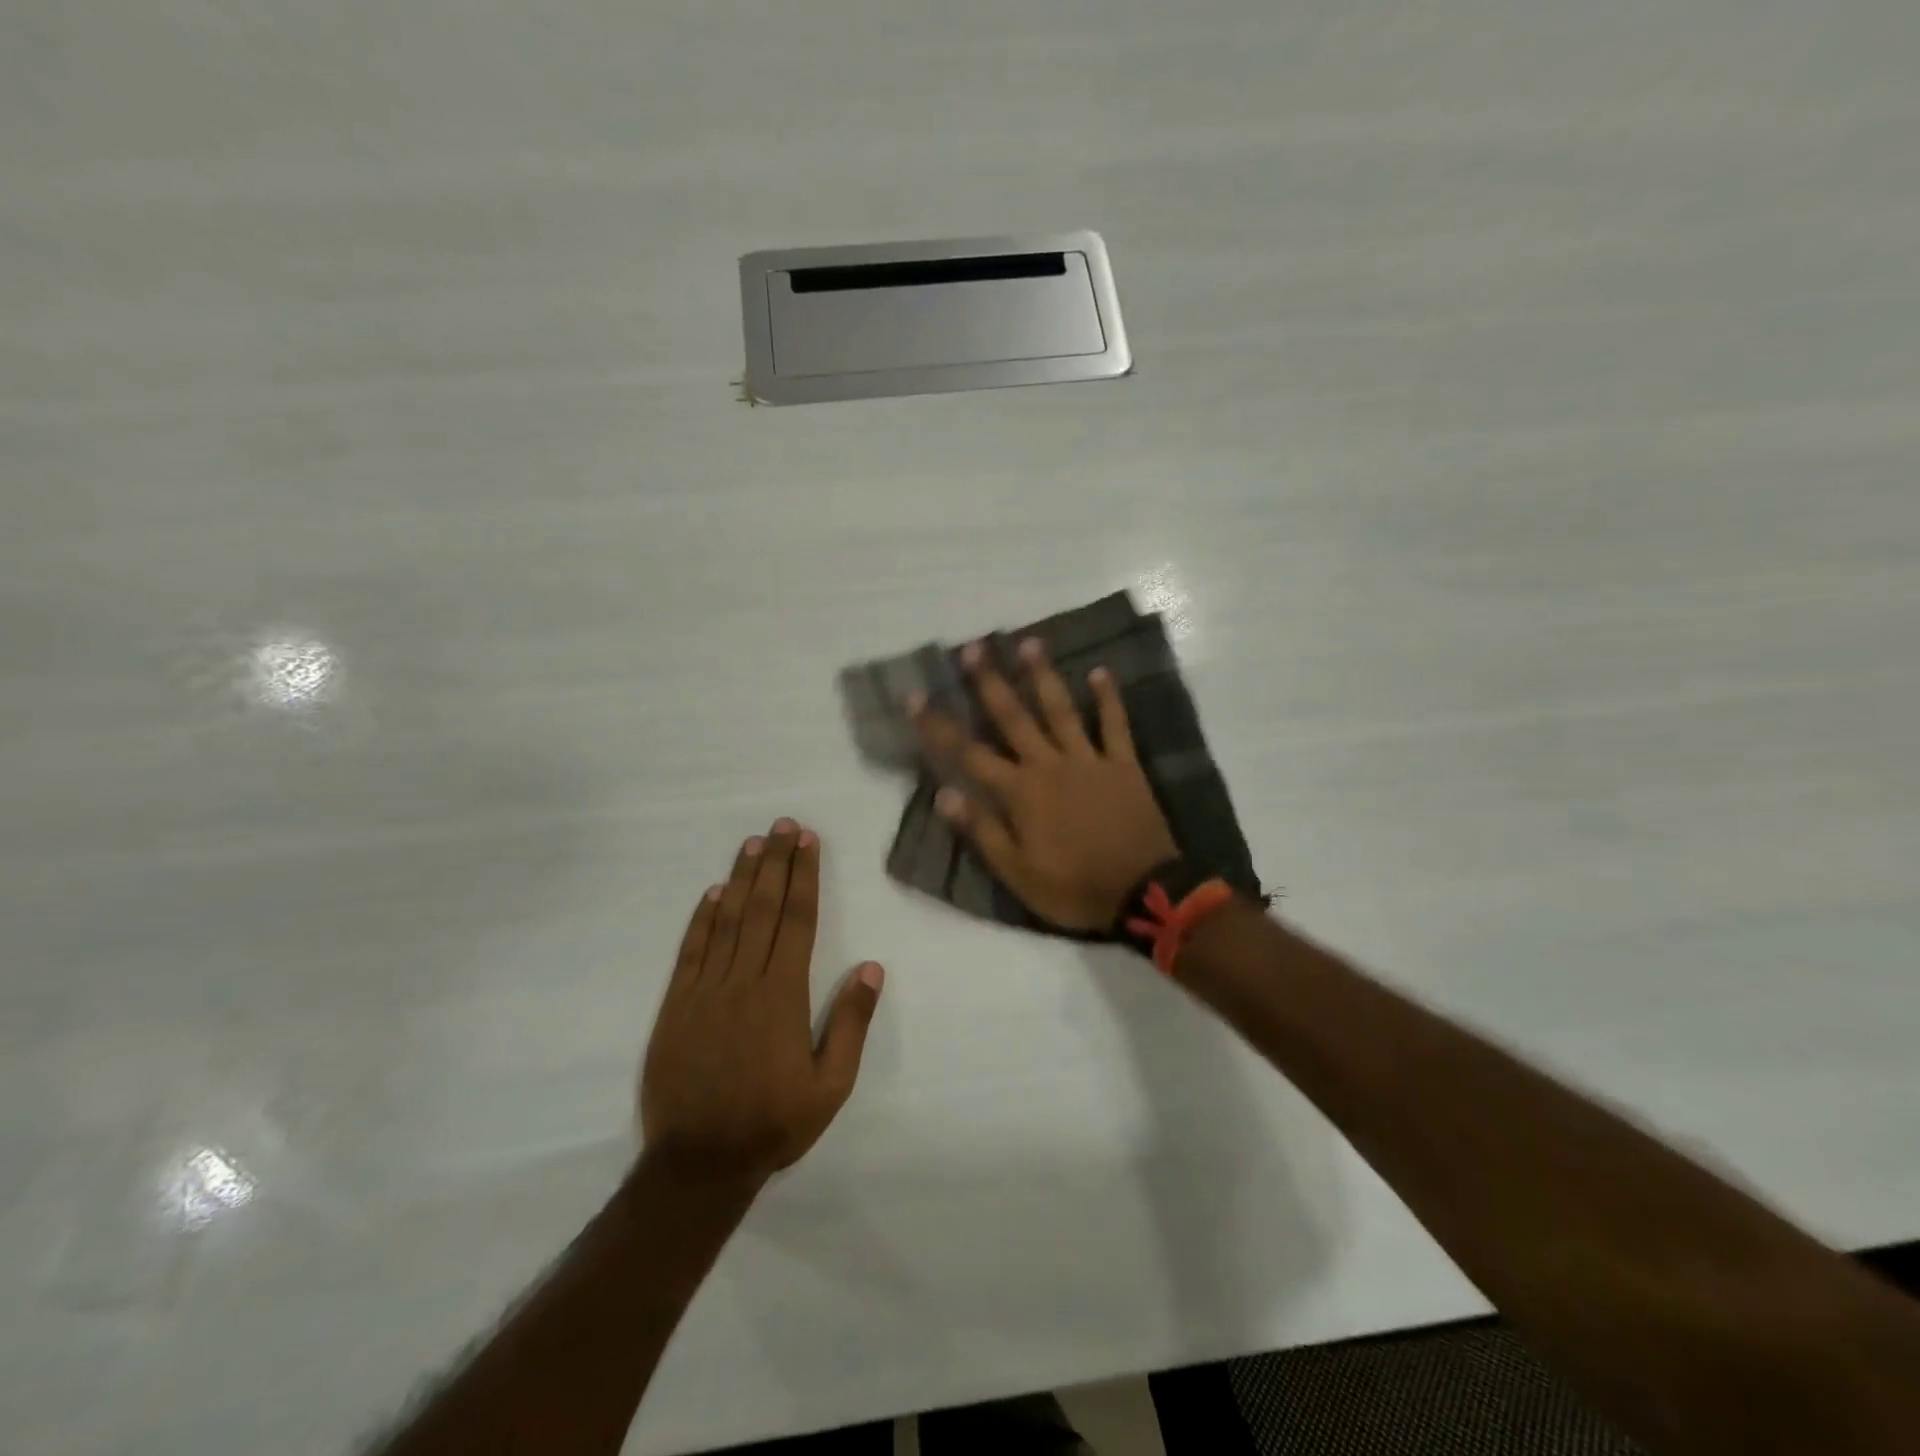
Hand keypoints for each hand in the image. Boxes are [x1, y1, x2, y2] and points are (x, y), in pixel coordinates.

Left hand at [640, 820, 883, 1190]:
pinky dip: (701, 919)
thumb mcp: (830, 1086)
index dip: (803, 877)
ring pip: (727, 921)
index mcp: (783, 995)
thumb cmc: (773, 1123)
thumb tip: (872, 968)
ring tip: (753, 843)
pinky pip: (691, 951)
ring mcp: (705, 990)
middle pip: (762, 909)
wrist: (697, 1163)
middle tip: (782, 825)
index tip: (808, 842)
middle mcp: (744, 980)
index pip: (796, 921)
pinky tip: (712, 894)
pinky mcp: (676, 1005)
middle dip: (775, 862)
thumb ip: (850, 1024)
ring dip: (741, 879)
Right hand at [911, 638, 1177, 931]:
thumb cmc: (1073, 888)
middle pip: (1014, 717)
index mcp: (1020, 792)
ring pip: (1061, 710)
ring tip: (1029, 643)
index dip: (939, 726)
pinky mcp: (1123, 765)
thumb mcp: (1017, 873)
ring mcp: (1089, 760)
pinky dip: (1108, 699)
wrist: (1142, 892)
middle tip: (974, 647)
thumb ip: (982, 830)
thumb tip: (943, 794)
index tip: (915, 696)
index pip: (969, 753)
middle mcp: (1049, 765)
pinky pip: (1115, 725)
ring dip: (1043, 676)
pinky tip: (1101, 672)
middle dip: (990, 682)